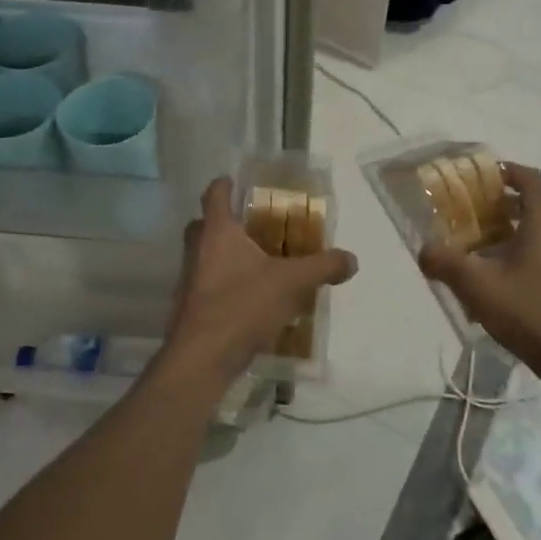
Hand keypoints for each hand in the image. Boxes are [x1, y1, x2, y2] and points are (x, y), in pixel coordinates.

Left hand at [155, 178, 357, 393]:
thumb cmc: (242, 305)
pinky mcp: (190, 308)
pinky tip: (250, 299)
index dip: (224, 184)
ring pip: (204, 256)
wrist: (202, 358)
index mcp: (217, 232)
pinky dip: (225, 285)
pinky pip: (208, 285)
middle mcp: (197, 250)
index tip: (234, 181)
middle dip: (223, 221)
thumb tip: (351, 259)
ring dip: (225, 255)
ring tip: (257, 263)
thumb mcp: (293, 282)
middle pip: (203, 225)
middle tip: (251, 225)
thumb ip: (323, 267)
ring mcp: (189, 281)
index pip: (214, 194)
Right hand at [418, 162, 540, 383]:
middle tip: (479, 217)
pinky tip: (519, 286)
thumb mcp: (477, 287)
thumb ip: (446, 264)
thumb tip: (423, 250)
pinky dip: (539, 259)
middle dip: (508, 207)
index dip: (508, 172)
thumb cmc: (530, 312)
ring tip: (494, 253)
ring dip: (523, 235)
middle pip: (539, 207)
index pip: (530, 180)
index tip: (486, 176)